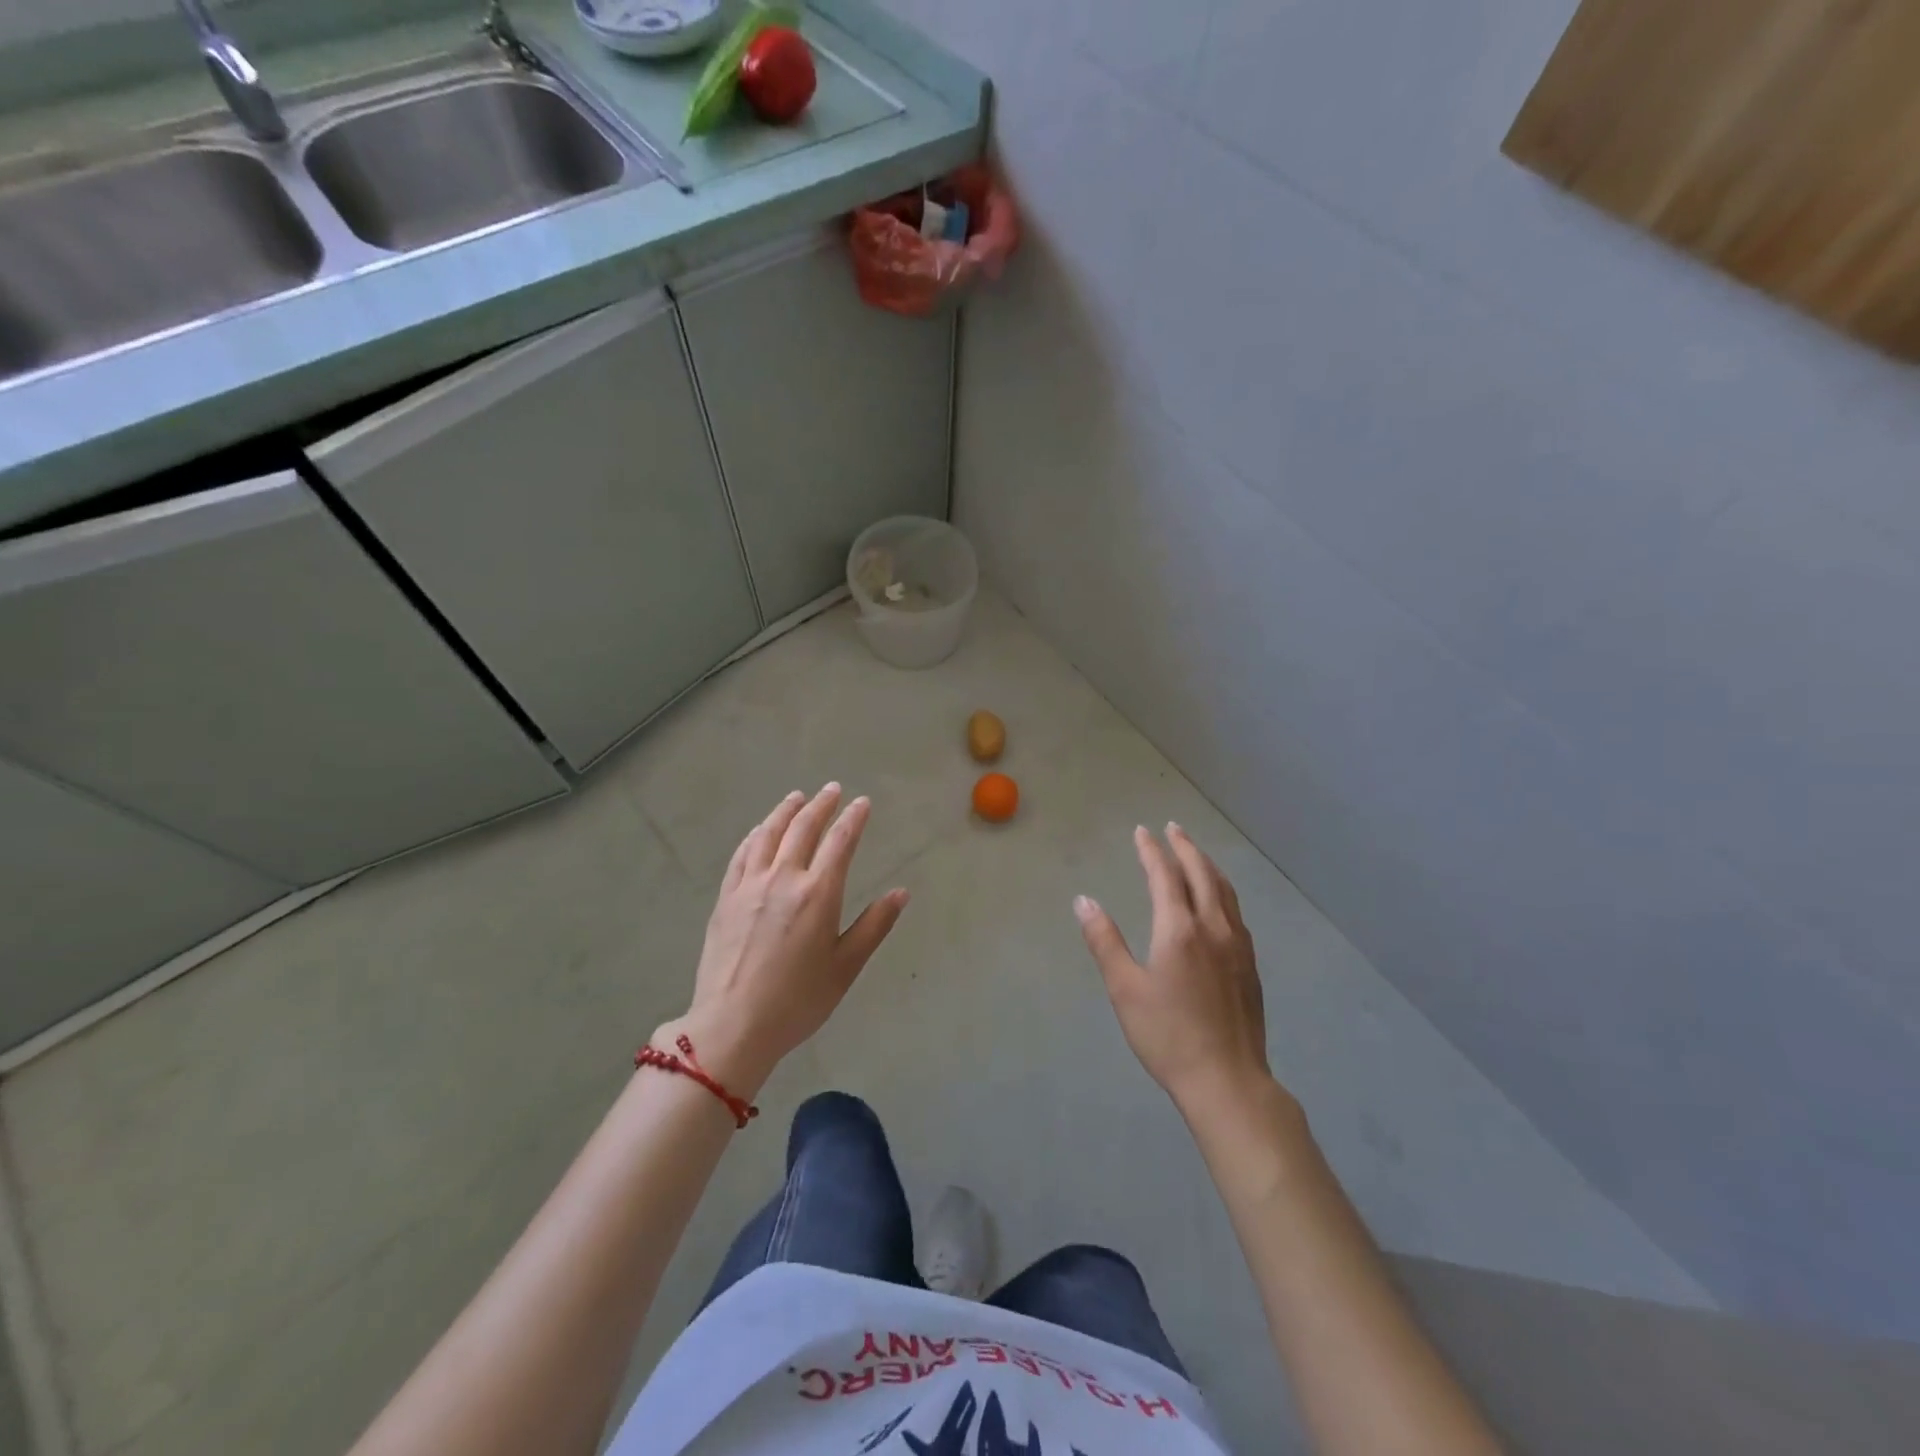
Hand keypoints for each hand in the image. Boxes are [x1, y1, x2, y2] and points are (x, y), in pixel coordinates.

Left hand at [659, 785, 907, 1096]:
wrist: (732, 1025)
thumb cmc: (798, 1001)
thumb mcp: (846, 967)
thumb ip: (874, 925)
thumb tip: (901, 893)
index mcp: (818, 893)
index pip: (840, 842)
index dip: (853, 818)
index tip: (862, 802)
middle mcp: (783, 878)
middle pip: (803, 828)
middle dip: (820, 804)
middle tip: (832, 789)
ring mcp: (749, 885)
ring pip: (768, 834)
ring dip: (785, 811)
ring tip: (797, 797)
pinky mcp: (725, 897)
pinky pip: (742, 854)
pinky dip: (755, 835)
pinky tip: (760, 830)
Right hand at [1075, 823, 1273, 1112]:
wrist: (1227, 1080)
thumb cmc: (1167, 1035)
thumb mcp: (1125, 989)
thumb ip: (1104, 941)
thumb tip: (1084, 901)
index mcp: (1179, 929)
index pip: (1164, 876)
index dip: (1151, 851)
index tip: (1142, 831)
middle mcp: (1213, 927)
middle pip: (1201, 874)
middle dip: (1185, 847)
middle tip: (1172, 828)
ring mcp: (1237, 945)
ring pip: (1224, 890)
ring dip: (1207, 865)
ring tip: (1196, 853)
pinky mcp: (1250, 964)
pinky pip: (1236, 910)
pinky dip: (1223, 890)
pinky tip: (1219, 900)